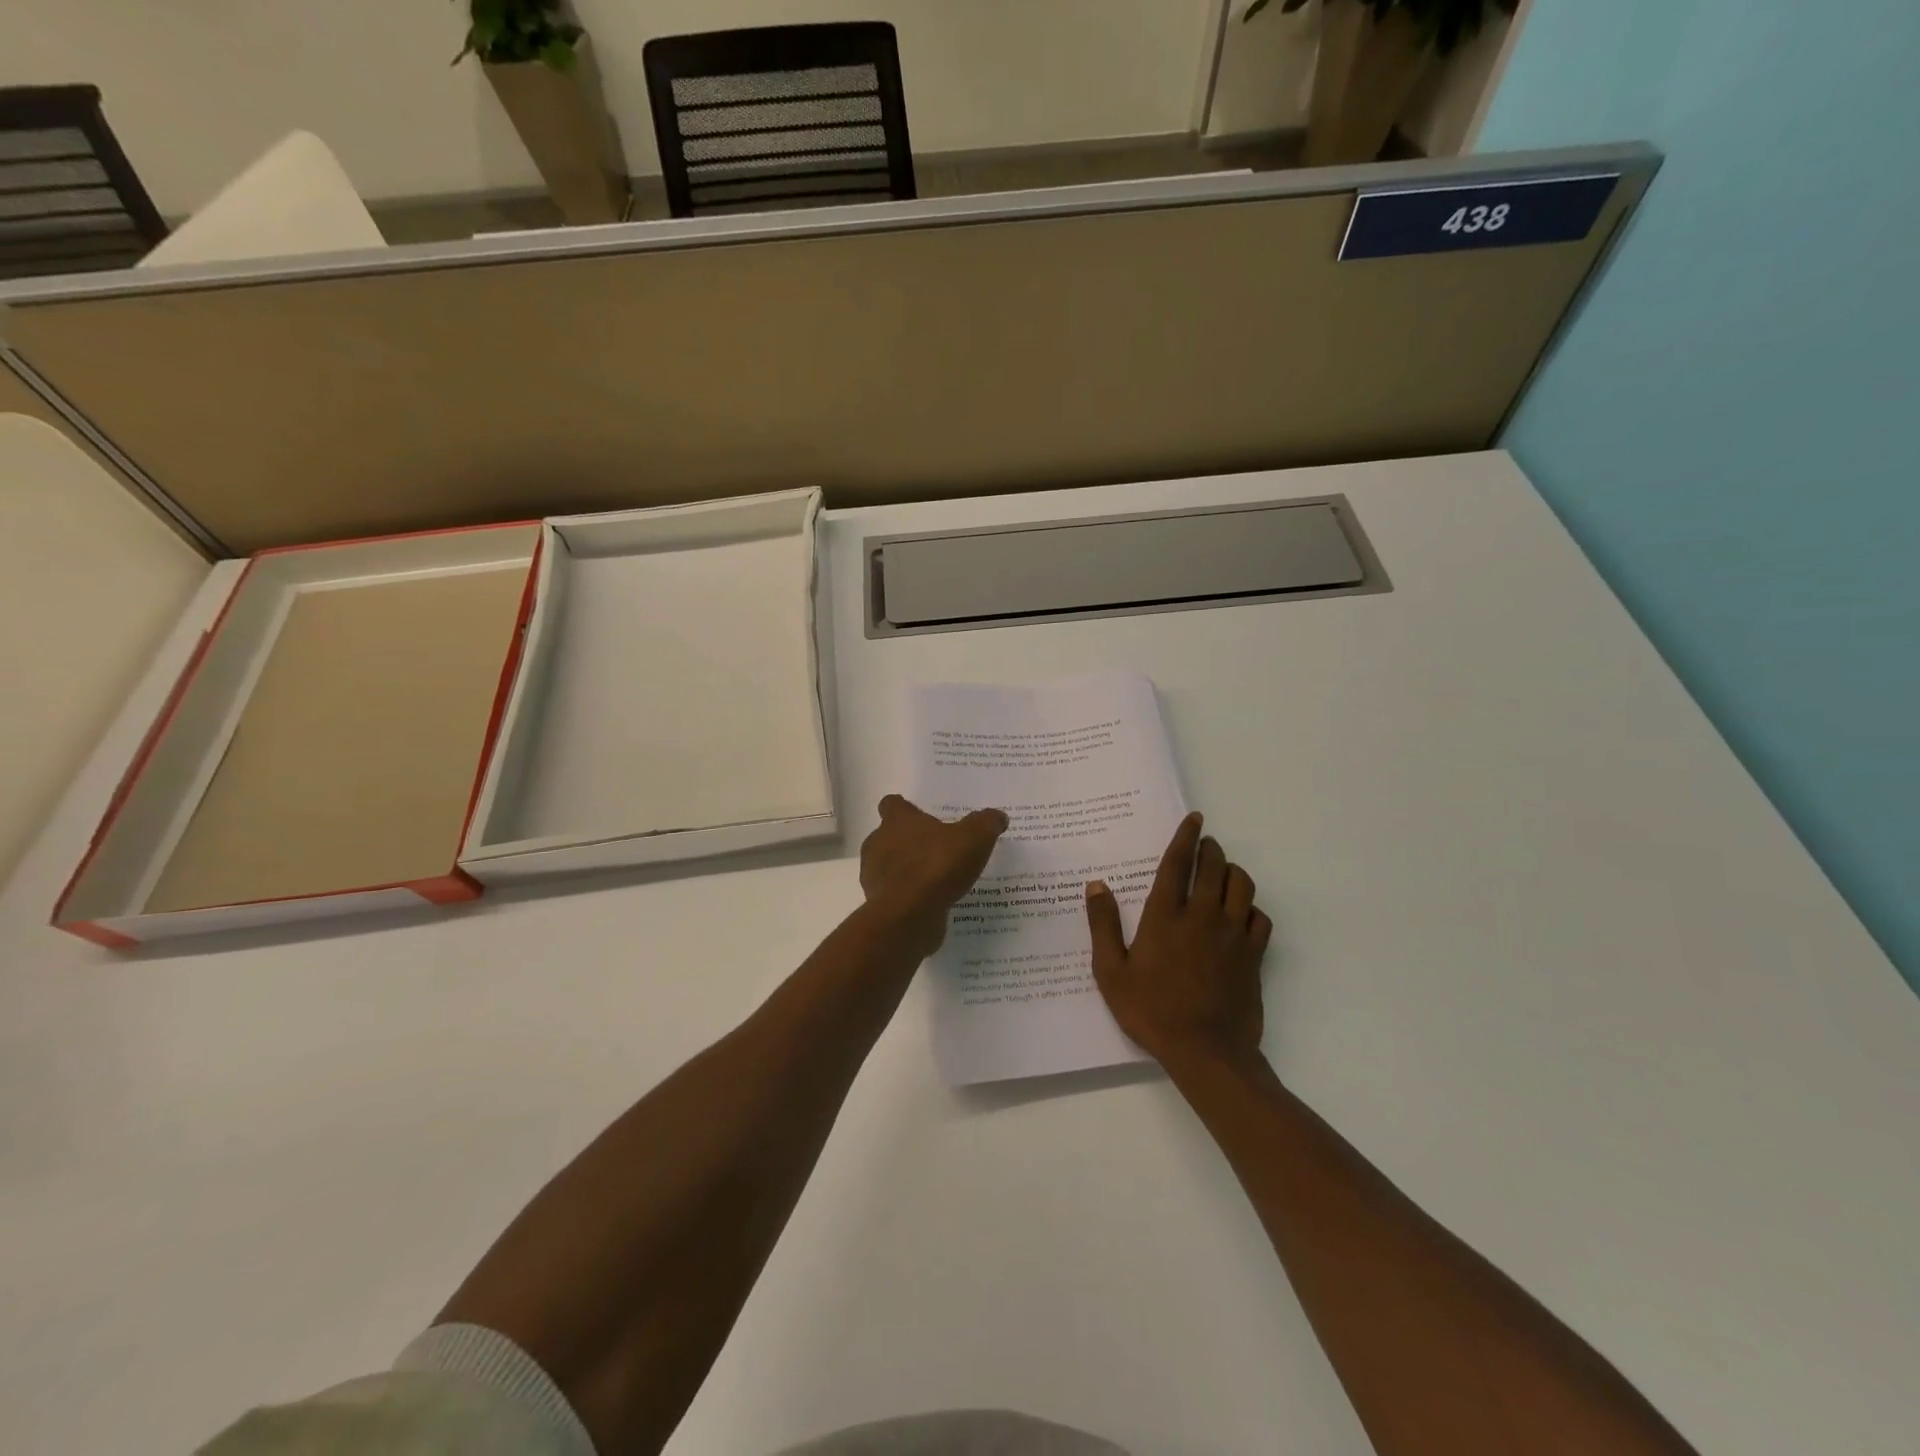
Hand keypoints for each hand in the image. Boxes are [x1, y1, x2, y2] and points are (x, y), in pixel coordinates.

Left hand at [860, 795, 1008, 956]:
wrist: (909, 915)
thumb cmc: (937, 866)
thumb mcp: (974, 838)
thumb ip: (986, 824)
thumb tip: (998, 816)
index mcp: (897, 821)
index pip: (892, 804)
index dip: (905, 808)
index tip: (920, 815)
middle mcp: (879, 843)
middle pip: (888, 836)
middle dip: (907, 841)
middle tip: (935, 847)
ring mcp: (875, 875)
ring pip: (888, 866)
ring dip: (907, 869)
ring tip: (936, 878)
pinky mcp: (879, 904)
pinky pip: (895, 894)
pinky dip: (909, 895)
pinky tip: (932, 902)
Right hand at [1085, 813, 1271, 1072]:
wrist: (1206, 1052)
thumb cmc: (1152, 1011)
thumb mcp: (1111, 972)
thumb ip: (1103, 925)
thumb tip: (1096, 885)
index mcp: (1166, 916)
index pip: (1178, 863)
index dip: (1186, 837)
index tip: (1194, 818)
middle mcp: (1203, 916)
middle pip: (1214, 866)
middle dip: (1210, 848)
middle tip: (1205, 844)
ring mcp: (1233, 935)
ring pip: (1242, 885)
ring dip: (1232, 871)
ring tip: (1222, 872)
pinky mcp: (1254, 955)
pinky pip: (1260, 918)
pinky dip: (1251, 908)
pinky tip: (1242, 914)